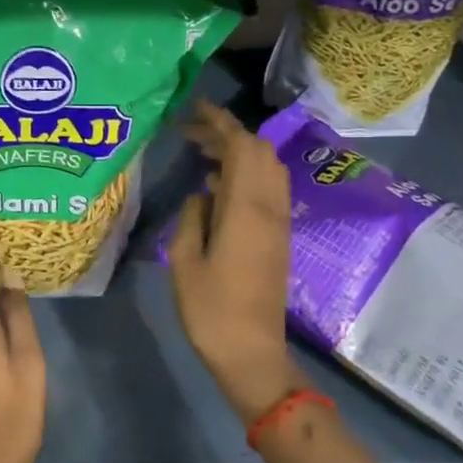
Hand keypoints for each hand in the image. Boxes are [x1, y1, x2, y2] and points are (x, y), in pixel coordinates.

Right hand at [168, 103, 308, 424]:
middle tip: (191, 133)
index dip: (220, 122)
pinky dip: (245, 173)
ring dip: (239, 152)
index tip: (194, 109)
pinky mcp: (278, 237)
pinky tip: (216, 185)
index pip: (241, 147)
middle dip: (228, 133)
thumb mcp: (184, 260)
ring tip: (201, 153)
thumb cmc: (210, 309)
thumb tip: (202, 194)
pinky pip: (267, 189)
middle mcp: (270, 208)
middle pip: (260, 151)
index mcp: (246, 209)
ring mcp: (278, 223)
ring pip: (267, 169)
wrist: (252, 352)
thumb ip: (192, 217)